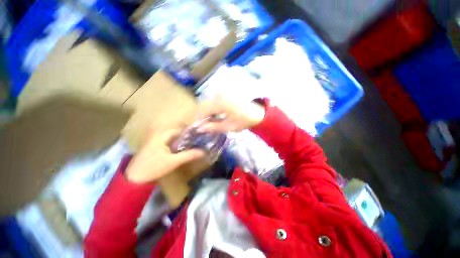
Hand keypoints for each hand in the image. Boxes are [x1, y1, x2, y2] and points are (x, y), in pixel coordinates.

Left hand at [126, 129, 205, 182]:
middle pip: (176, 134)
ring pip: (173, 140)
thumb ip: (189, 155)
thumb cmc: (153, 167)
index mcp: (162, 136)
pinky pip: (169, 145)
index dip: (189, 132)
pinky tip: (182, 152)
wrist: (134, 180)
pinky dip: (176, 147)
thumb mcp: (173, 161)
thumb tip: (203, 152)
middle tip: (197, 142)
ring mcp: (156, 143)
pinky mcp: (155, 150)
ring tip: (192, 146)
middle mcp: (158, 137)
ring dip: (182, 142)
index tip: (198, 136)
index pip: (179, 129)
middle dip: (187, 138)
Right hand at [197, 97, 265, 132]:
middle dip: (203, 116)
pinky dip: (212, 107)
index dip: (199, 119)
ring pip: (208, 101)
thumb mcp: (229, 126)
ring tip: (210, 121)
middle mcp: (220, 93)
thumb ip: (213, 127)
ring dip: (207, 111)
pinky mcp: (226, 92)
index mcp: (221, 102)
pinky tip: (216, 114)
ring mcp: (223, 91)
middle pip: (204, 104)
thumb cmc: (244, 121)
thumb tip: (200, 129)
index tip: (199, 128)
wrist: (258, 113)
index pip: (203, 110)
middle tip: (205, 125)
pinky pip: (214, 99)